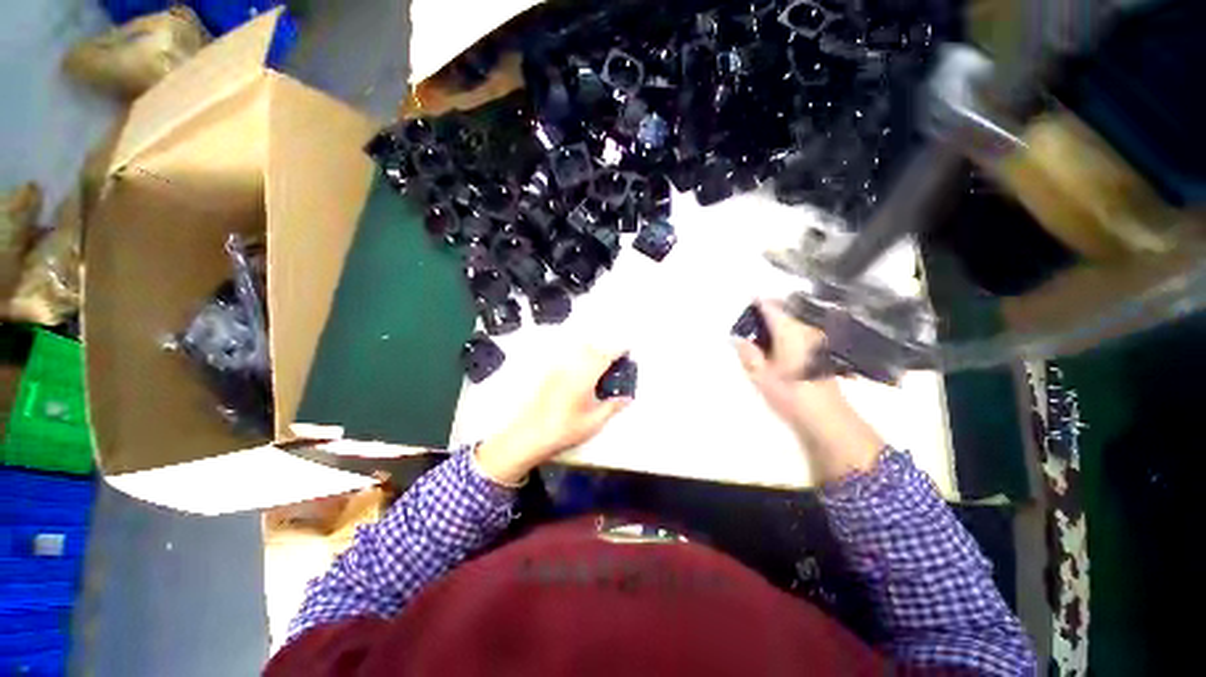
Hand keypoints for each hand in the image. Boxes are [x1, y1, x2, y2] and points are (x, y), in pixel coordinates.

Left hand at [475, 346, 631, 484]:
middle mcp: (571, 367)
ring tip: (599, 366)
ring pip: (578, 350)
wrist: (529, 435)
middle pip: (592, 348)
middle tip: (615, 360)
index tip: (627, 350)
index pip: (606, 356)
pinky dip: (577, 358)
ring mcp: (558, 369)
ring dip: (591, 352)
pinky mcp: (549, 374)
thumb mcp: (594, 422)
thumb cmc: (563, 430)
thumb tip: (626, 399)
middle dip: (606, 350)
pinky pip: (567, 358)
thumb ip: (612, 407)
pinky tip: (579, 372)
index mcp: (585, 376)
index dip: (619, 350)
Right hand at [735, 300, 883, 482]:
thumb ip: (748, 353)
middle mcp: (805, 329)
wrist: (826, 417)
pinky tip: (774, 347)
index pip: (770, 306)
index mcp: (789, 330)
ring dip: (775, 323)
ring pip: (792, 320)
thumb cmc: (790, 393)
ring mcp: (816, 339)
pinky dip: (785, 333)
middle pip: (784, 309)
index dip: (755, 302)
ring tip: (759, 334)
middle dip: (765, 311)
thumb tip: (739, 339)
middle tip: (748, 322)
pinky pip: (799, 331)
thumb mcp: (760, 375)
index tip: (743, 302)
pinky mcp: (820, 351)